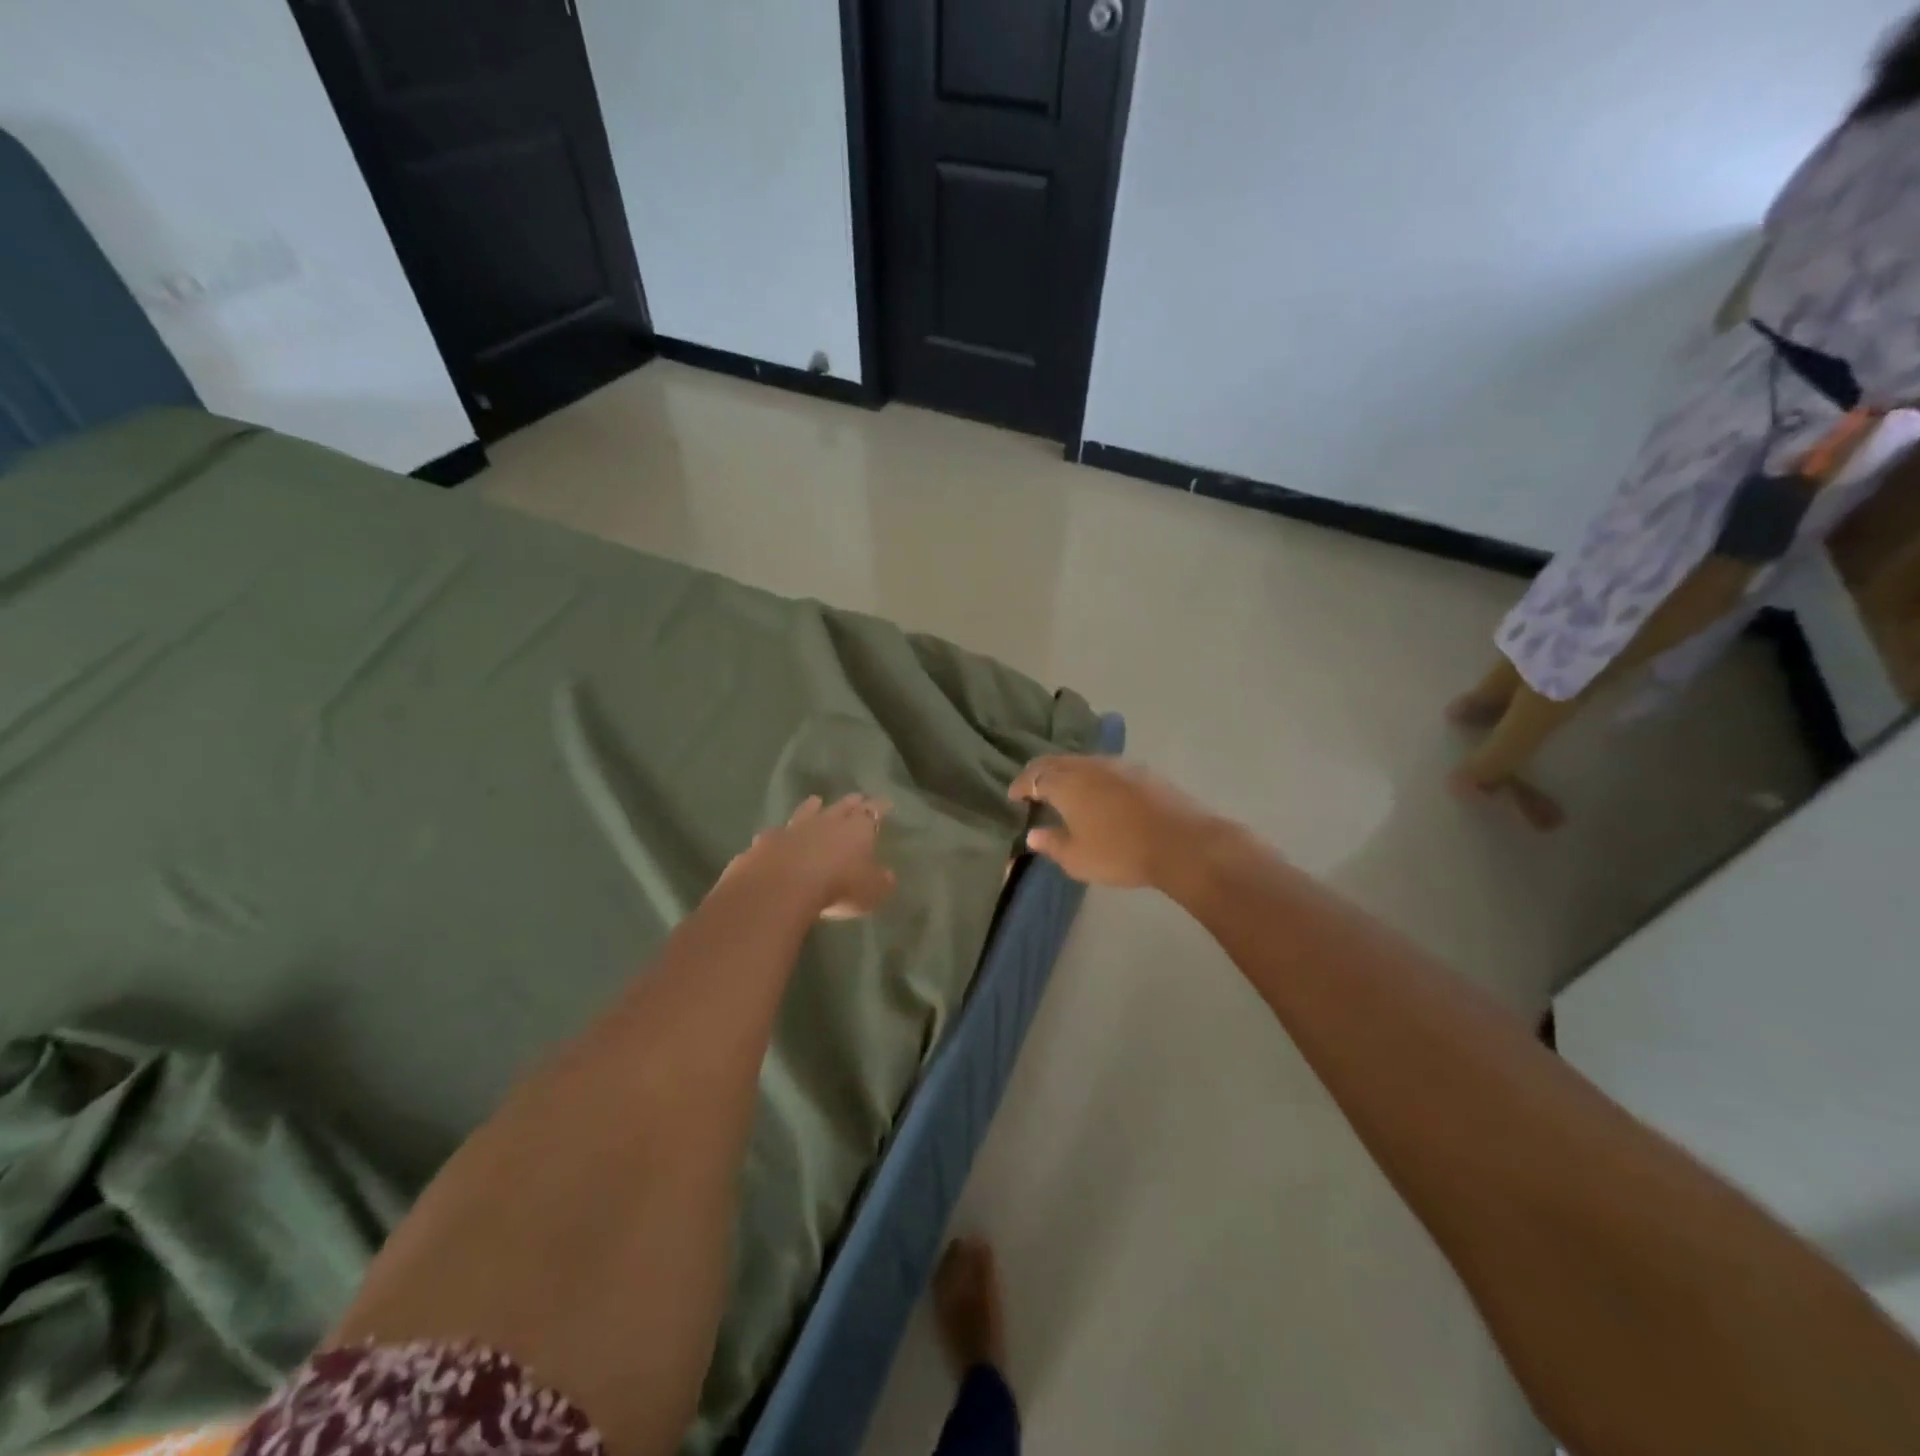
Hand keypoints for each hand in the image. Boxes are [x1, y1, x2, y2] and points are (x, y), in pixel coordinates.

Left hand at [721, 794, 895, 918]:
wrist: (783, 886)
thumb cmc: (839, 886)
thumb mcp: (872, 891)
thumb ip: (881, 881)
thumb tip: (888, 876)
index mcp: (857, 829)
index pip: (873, 811)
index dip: (880, 807)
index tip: (885, 802)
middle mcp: (827, 821)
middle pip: (842, 806)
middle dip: (851, 802)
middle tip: (856, 797)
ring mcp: (795, 828)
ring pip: (806, 811)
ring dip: (812, 806)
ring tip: (815, 800)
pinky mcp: (768, 841)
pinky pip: (777, 833)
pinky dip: (780, 833)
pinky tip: (776, 835)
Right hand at [1008, 757, 1217, 889]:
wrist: (1182, 843)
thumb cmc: (1121, 852)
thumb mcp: (1077, 858)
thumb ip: (1052, 844)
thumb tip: (1033, 834)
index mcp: (1067, 783)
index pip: (1034, 776)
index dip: (1020, 785)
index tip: (1013, 796)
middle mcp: (1089, 766)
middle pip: (1057, 762)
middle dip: (1040, 774)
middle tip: (1033, 788)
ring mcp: (1119, 765)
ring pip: (1083, 762)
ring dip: (1068, 773)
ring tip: (1065, 791)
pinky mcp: (1143, 772)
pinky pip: (1106, 769)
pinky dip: (1092, 777)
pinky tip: (1099, 794)